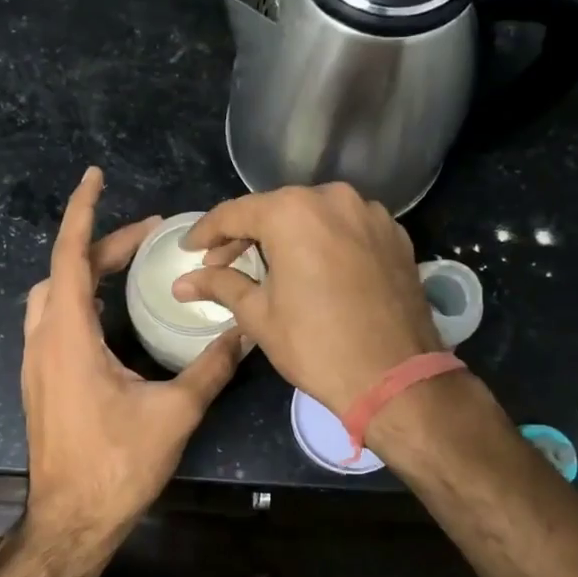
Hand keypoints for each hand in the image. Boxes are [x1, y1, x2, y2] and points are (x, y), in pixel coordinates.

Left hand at [21, 167, 246, 543]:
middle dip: (102, 243)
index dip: (83, 211)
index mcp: (69, 337)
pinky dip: (78, 298)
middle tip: (149, 235)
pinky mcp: (41, 382)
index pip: (70, 255)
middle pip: (64, 271)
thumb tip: (247, 333)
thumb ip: (211, 368)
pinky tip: (108, 312)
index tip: (95, 176)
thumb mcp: (174, 413)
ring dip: (85, 270)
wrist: (70, 522)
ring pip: (53, 295)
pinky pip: (54, 320)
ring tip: (128, 265)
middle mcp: (44, 340)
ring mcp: (37, 363)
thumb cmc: (117, 465)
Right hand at [173, 183, 441, 414]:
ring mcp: (371, 214)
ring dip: (287, 236)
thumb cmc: (316, 345)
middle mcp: (334, 199)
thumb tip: (182, 282)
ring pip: (314, 215)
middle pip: (276, 209)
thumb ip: (220, 285)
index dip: (207, 232)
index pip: (236, 213)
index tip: (189, 248)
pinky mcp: (395, 235)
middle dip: (246, 234)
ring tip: (269, 266)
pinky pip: (347, 228)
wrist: (395, 378)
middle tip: (222, 263)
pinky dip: (324, 241)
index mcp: (293, 212)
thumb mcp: (258, 315)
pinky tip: (313, 268)